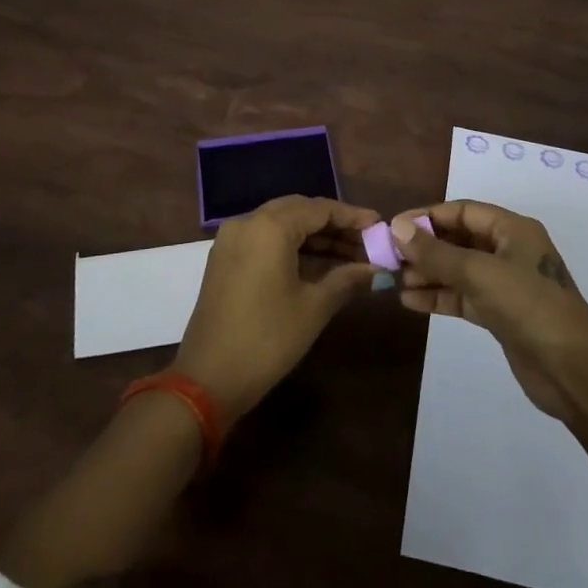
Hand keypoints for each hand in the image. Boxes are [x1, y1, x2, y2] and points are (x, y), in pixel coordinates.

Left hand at [174, 195, 379, 422]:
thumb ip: (347, 279)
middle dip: (334, 225)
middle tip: (366, 241)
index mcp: (270, 227)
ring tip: (350, 255)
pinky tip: (319, 264)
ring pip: (281, 224)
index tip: (379, 225)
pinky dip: (292, 246)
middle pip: (299, 211)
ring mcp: (231, 240)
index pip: (319, 209)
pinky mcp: (225, 258)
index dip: (352, 216)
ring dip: (314, 237)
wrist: (208, 379)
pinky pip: (265, 239)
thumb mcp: (314, 307)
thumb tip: (378, 269)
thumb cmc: (268, 339)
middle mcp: (247, 222)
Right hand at [391, 200, 587, 420]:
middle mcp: (509, 250)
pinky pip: (463, 296)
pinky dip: (439, 297)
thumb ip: (436, 252)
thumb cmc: (529, 306)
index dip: (427, 217)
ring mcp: (505, 284)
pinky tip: (410, 301)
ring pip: (458, 270)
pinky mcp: (500, 314)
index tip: (393, 228)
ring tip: (394, 280)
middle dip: (424, 247)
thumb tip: (397, 228)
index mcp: (512, 229)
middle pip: (458, 240)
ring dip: (428, 273)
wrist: (573, 370)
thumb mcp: (479, 273)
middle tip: (388, 258)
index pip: (462, 212)